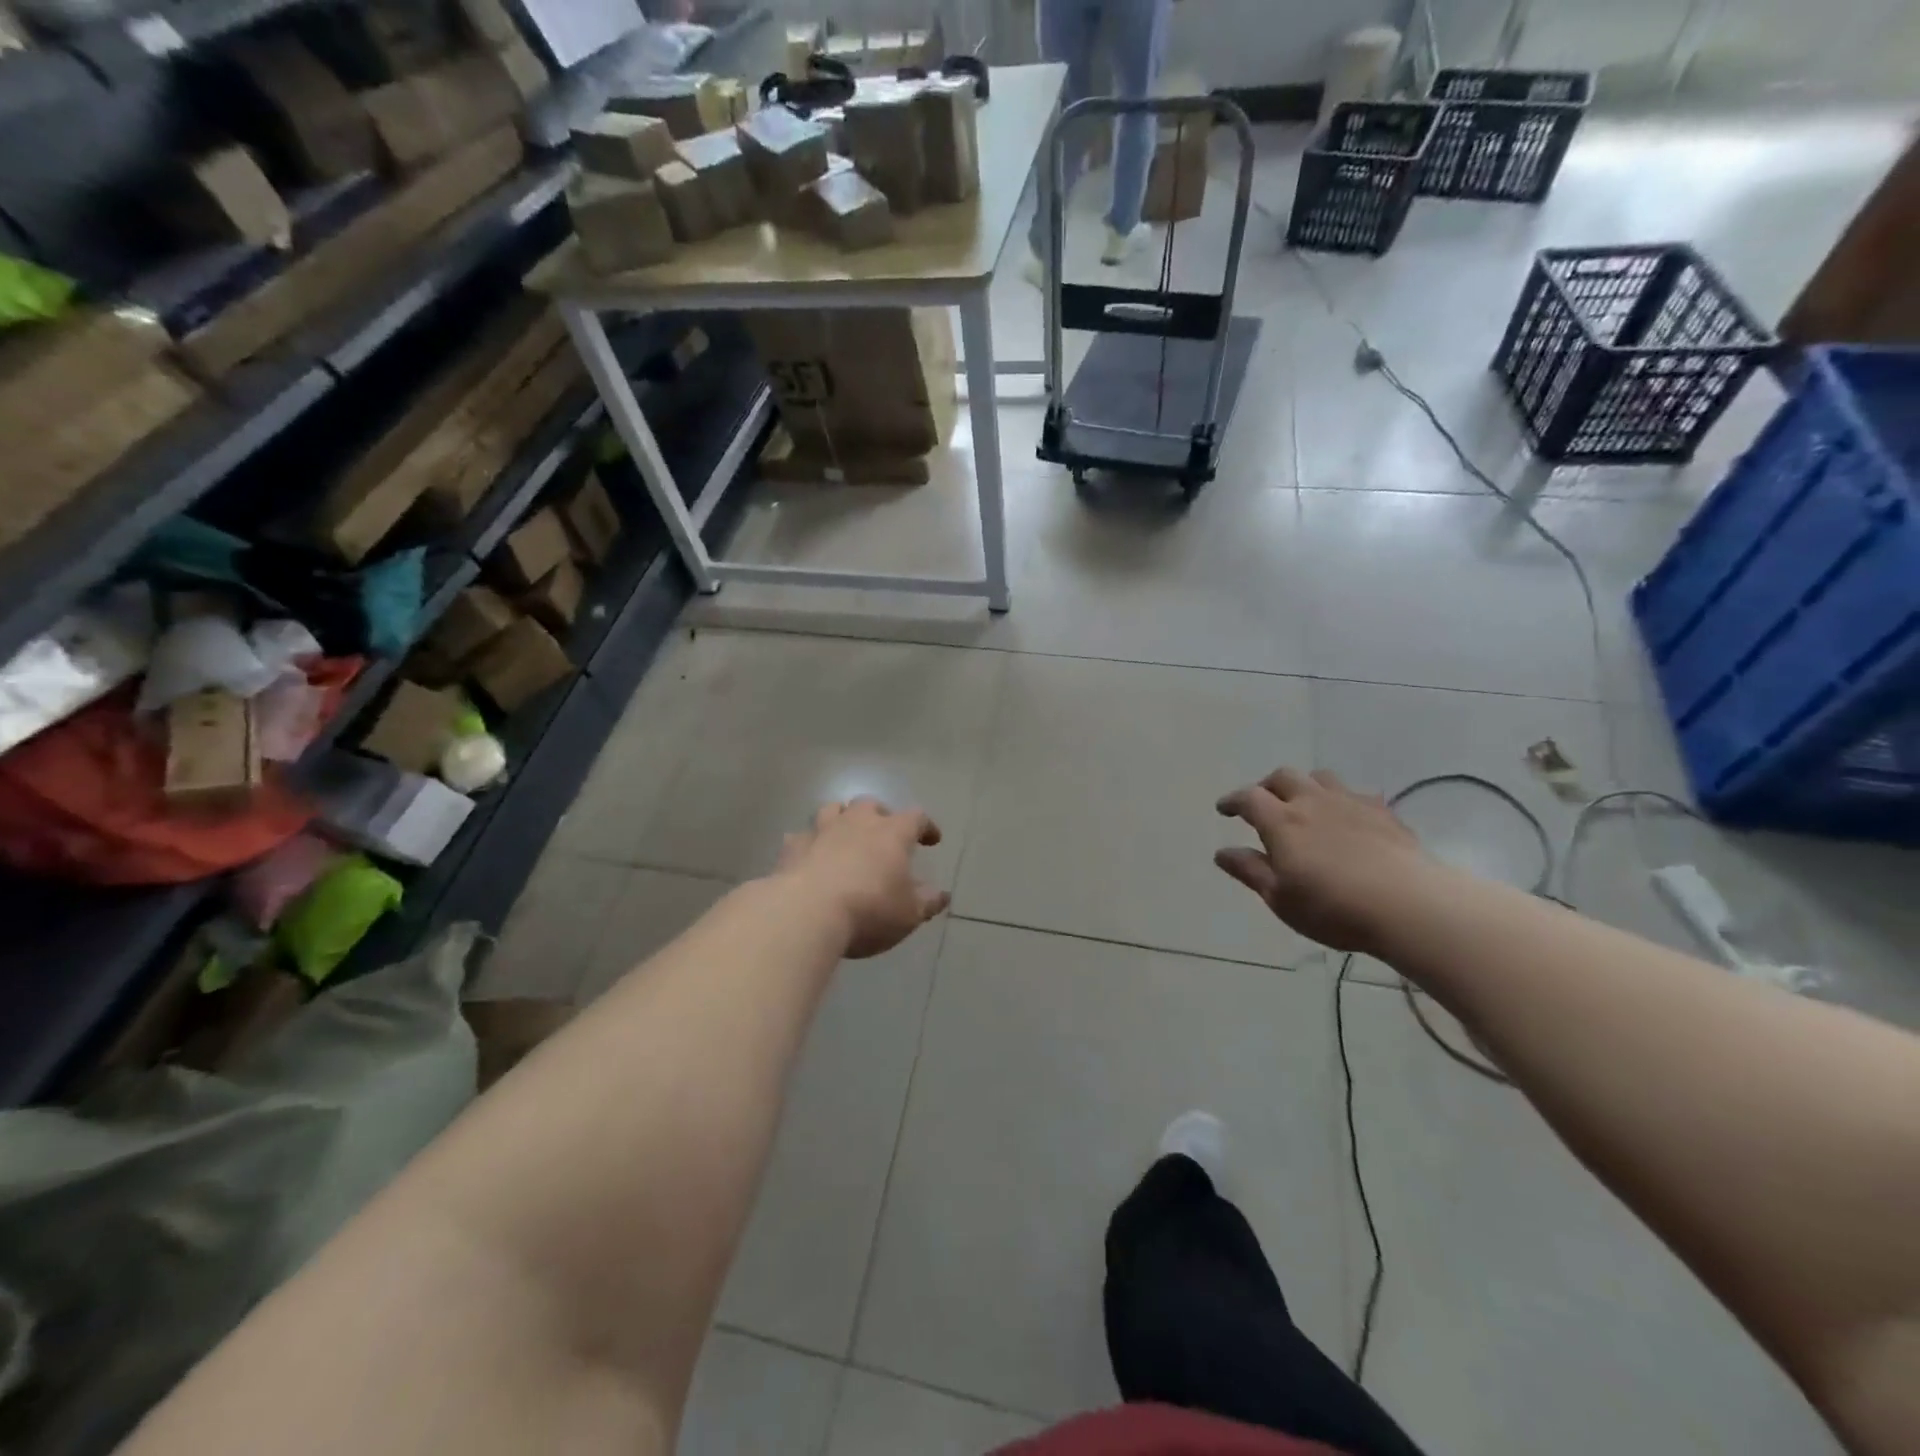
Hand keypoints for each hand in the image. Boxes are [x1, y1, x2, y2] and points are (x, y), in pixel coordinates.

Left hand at [775, 798, 949, 958]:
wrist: (806, 913)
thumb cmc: (869, 910)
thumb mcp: (908, 914)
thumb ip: (927, 902)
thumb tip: (941, 895)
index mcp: (892, 833)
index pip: (916, 818)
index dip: (926, 827)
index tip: (932, 840)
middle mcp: (857, 823)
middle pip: (870, 805)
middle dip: (879, 815)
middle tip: (884, 834)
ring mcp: (821, 831)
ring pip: (833, 809)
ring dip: (842, 818)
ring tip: (845, 836)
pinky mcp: (792, 847)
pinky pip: (802, 836)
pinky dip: (810, 843)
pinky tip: (810, 857)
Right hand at [1215, 768, 1431, 953]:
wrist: (1408, 905)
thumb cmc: (1332, 907)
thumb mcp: (1280, 897)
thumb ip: (1250, 870)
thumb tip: (1222, 853)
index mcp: (1281, 821)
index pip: (1248, 798)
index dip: (1233, 800)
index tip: (1224, 809)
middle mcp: (1313, 802)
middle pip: (1284, 777)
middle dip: (1267, 786)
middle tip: (1263, 802)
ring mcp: (1351, 803)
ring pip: (1321, 778)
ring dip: (1306, 786)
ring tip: (1305, 804)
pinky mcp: (1384, 813)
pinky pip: (1356, 794)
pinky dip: (1342, 801)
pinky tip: (1348, 819)